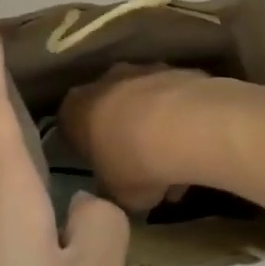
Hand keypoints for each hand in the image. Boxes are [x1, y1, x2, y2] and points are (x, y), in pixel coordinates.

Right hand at [59, 64, 214, 213]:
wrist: (184, 126)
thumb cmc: (134, 164)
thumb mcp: (113, 195)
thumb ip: (110, 188)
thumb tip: (116, 187)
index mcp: (77, 109)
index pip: (70, 124)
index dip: (85, 146)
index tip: (99, 166)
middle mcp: (105, 80)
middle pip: (109, 108)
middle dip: (122, 134)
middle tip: (137, 168)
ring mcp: (142, 70)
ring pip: (143, 102)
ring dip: (153, 128)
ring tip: (175, 168)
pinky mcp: (175, 70)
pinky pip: (171, 100)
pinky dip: (178, 120)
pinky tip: (194, 150)